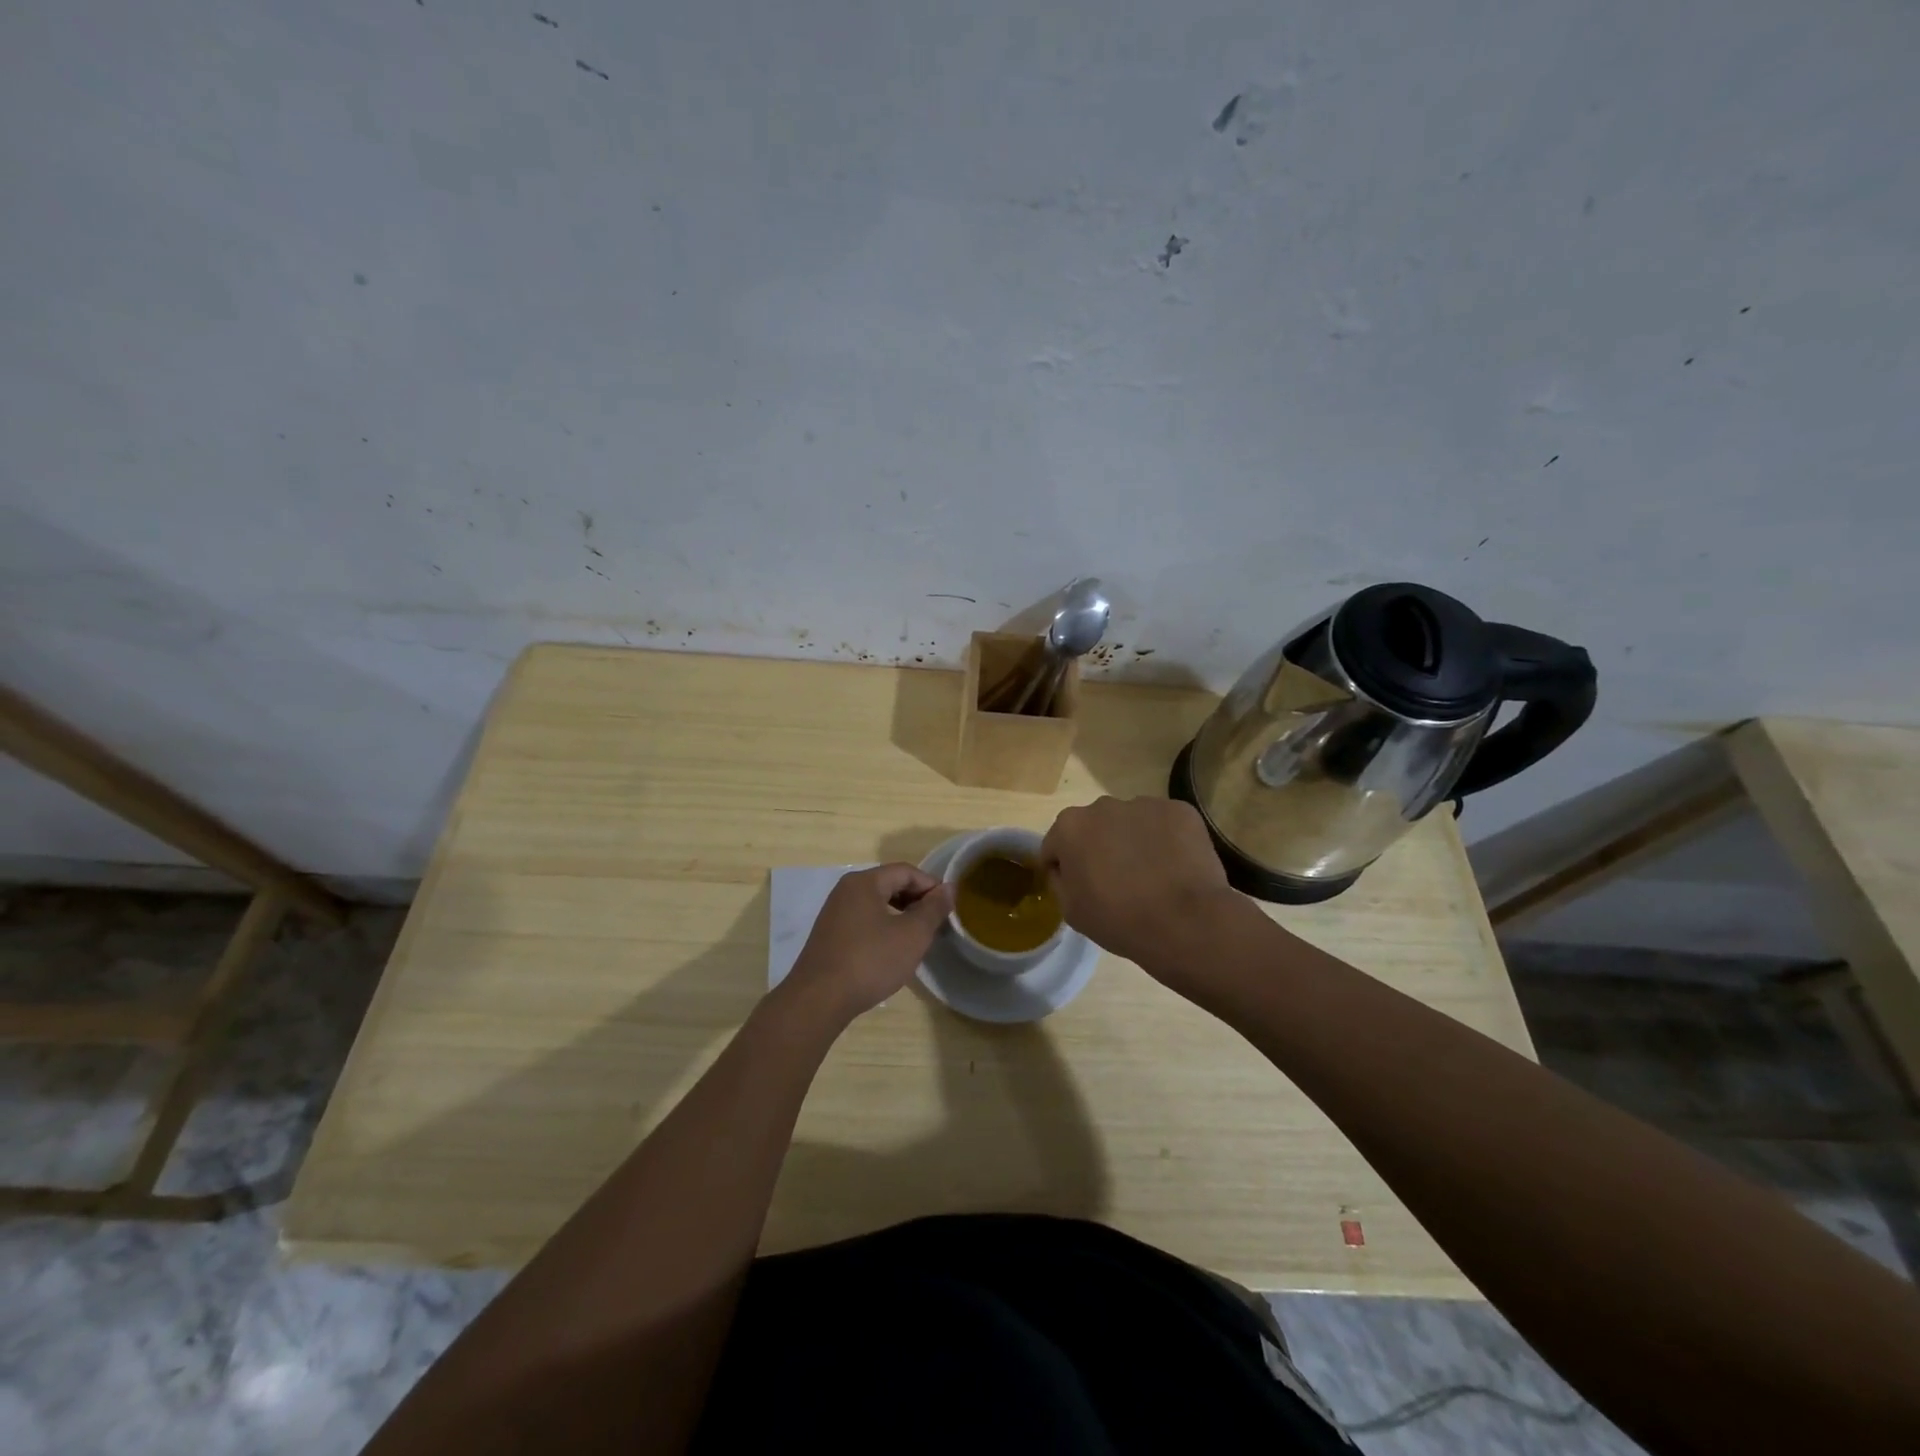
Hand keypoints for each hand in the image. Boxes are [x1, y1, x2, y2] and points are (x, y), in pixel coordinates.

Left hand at [781, 863, 952, 1023]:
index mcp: (864, 882)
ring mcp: (835, 913)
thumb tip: (949, 888)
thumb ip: (933, 909)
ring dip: (901, 915)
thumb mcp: (911, 935)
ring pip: (877, 904)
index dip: (931, 886)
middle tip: (937, 923)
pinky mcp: (830, 935)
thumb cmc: (870, 961)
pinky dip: (884, 927)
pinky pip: (864, 920)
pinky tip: (893, 950)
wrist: (819, 1000)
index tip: (949, 908)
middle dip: (917, 900)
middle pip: (890, 884)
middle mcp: (846, 890)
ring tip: (919, 937)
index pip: (906, 871)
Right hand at [1041, 796, 1237, 973]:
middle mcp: (1103, 805)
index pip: (1056, 844)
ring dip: (1133, 841)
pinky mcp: (1180, 810)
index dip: (1064, 867)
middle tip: (1116, 881)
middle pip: (1094, 827)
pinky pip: (1164, 824)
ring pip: (1130, 822)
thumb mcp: (1071, 911)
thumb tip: (1066, 869)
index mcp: (1070, 827)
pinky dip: (1165, 840)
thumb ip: (1060, 881)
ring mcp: (1144, 804)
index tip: (1079, 887)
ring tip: (1151, 875)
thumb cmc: (1119, 920)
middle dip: (1100, 847)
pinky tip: (1174, 867)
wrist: (1186, 922)